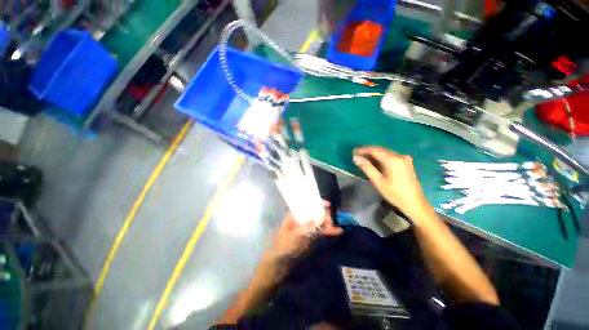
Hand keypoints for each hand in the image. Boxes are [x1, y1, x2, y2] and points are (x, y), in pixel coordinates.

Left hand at [269, 202, 342, 259]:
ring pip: (318, 222)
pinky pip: (319, 232)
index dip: (317, 203)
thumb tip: (317, 218)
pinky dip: (327, 231)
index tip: (327, 204)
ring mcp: (306, 228)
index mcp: (294, 216)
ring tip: (333, 225)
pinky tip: (337, 231)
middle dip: (323, 214)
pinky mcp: (310, 236)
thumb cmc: (284, 245)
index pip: (306, 206)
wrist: (281, 261)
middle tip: (330, 219)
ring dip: (326, 223)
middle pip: (314, 213)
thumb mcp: (295, 235)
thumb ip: (307, 227)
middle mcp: (301, 220)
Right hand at [353, 146, 427, 216]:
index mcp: (393, 160)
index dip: (363, 150)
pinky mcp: (407, 162)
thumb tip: (355, 158)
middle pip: (381, 149)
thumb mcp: (377, 181)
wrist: (414, 203)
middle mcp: (400, 156)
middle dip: (368, 151)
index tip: (353, 151)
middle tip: (357, 154)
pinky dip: (382, 157)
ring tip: (364, 157)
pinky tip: (376, 161)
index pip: (374, 150)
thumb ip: (366, 167)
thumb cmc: (394, 193)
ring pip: (386, 152)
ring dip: (374, 153)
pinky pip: (391, 156)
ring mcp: (405, 158)